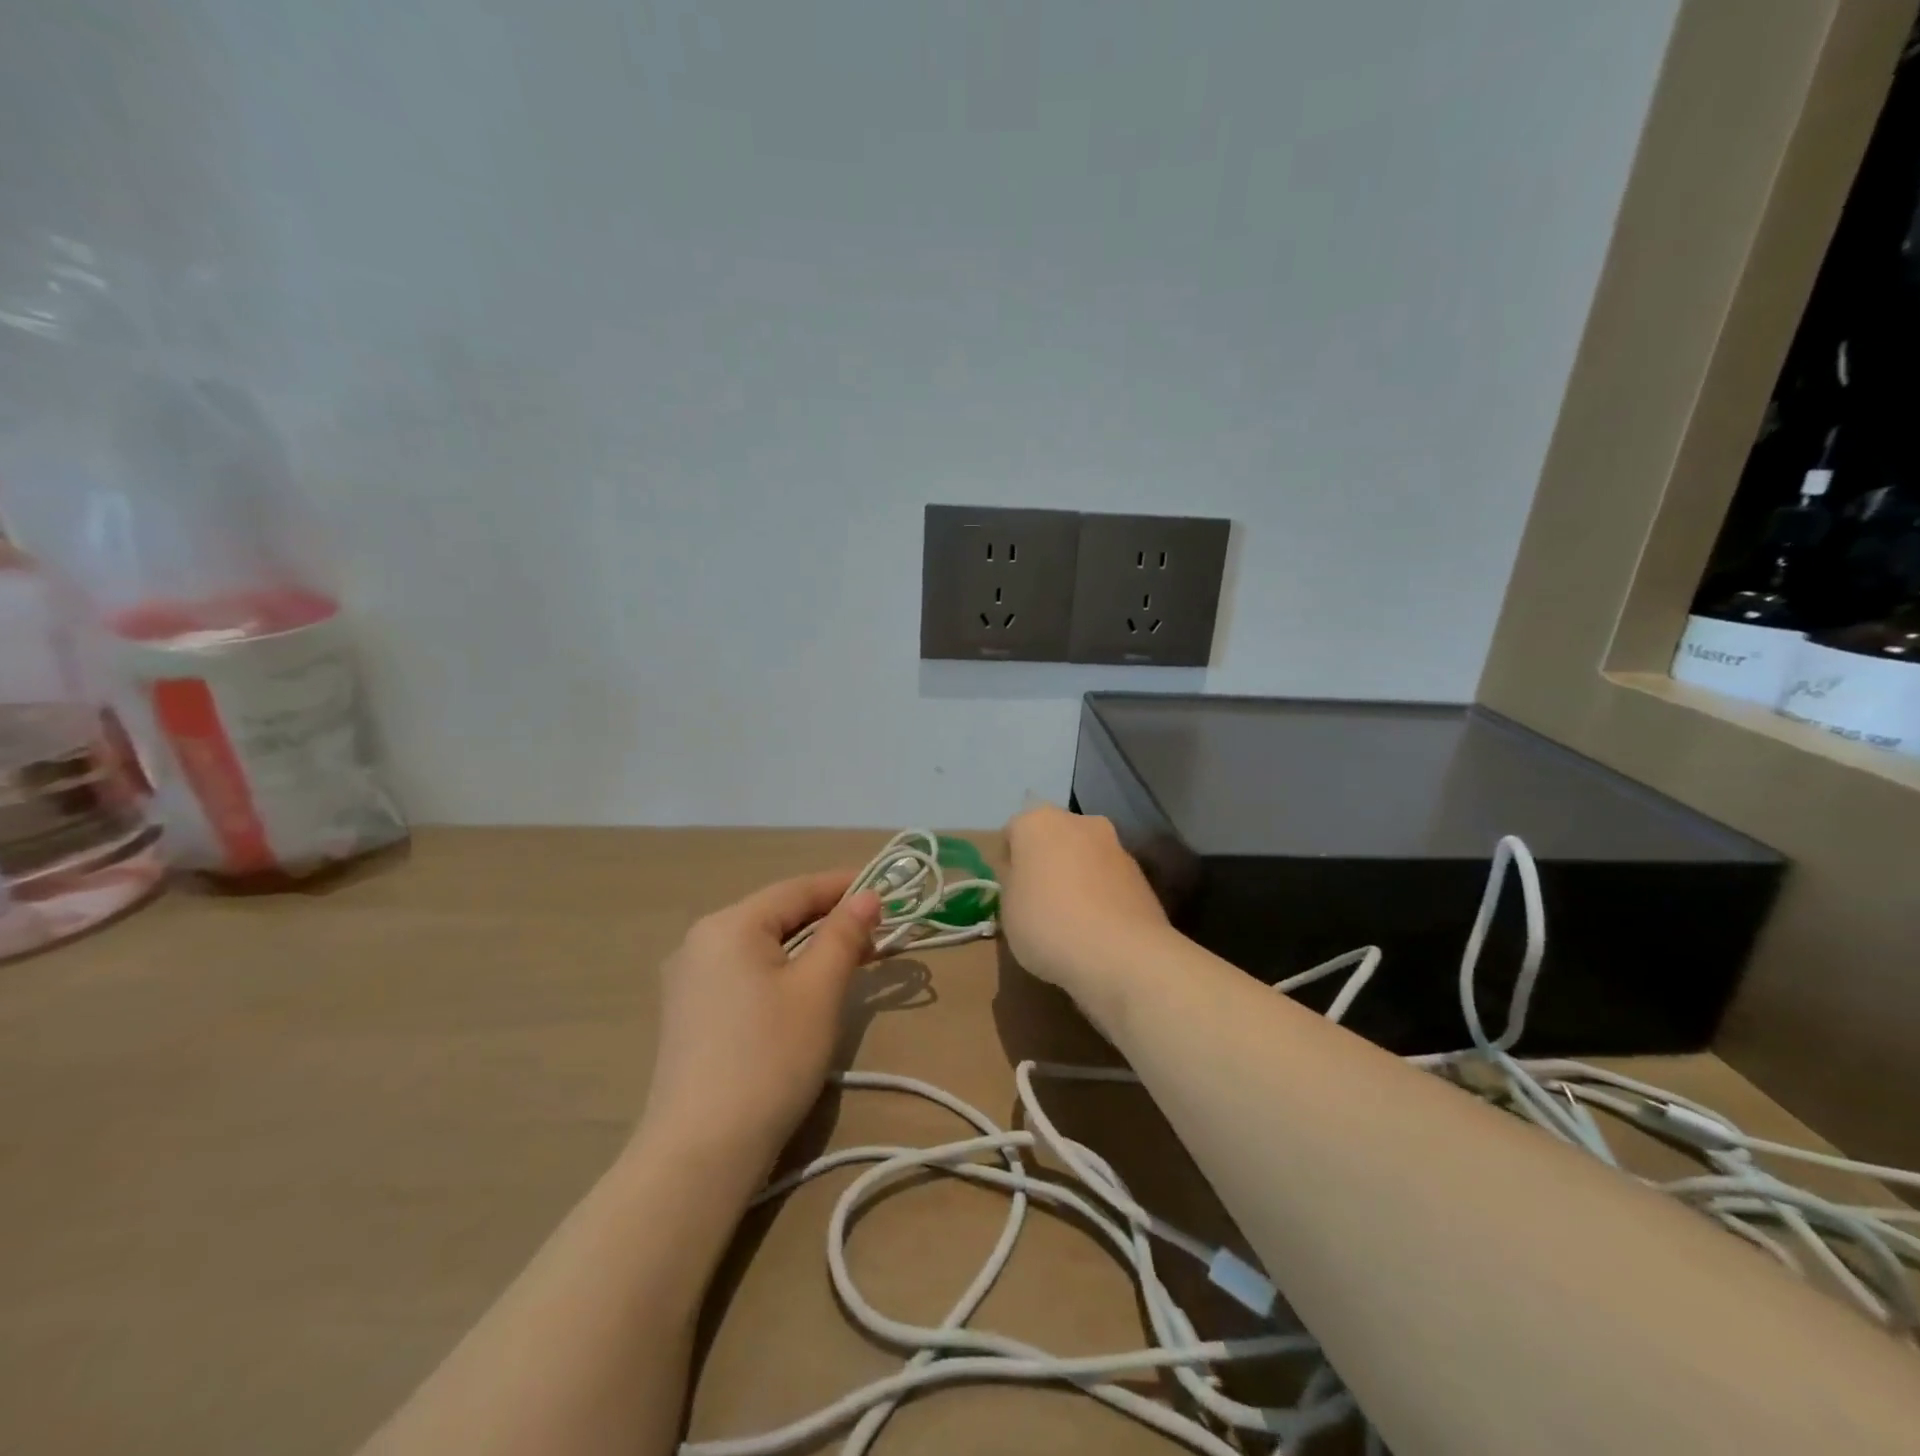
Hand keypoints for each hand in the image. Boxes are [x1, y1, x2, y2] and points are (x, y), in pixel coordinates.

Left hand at [635, 872, 881, 1179]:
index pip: (797, 889)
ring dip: (807, 948)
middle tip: (876, 934)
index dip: (844, 886)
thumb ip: (844, 934)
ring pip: (761, 946)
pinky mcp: (689, 1013)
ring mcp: (688, 979)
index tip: (886, 890)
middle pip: (777, 915)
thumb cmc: (769, 1059)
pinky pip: (744, 973)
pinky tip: (805, 991)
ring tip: (849, 961)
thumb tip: (867, 896)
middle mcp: (700, 941)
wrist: (701, 1153)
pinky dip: (781, 971)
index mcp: (729, 925)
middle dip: (828, 920)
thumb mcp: (818, 991)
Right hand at [1002, 805, 1172, 1006]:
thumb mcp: (1007, 908)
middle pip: (1052, 838)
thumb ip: (1011, 881)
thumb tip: (1021, 873)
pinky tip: (1097, 926)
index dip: (1008, 863)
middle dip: (1045, 862)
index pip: (1012, 833)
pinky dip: (1100, 892)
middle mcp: (1078, 821)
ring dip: (1075, 875)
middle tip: (1038, 901)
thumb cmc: (1048, 924)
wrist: (1122, 954)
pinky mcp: (1140, 871)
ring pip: (1083, 855)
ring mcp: (1114, 844)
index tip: (1009, 892)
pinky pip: (1107, 877)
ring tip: (1071, 918)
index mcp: (1037, 822)